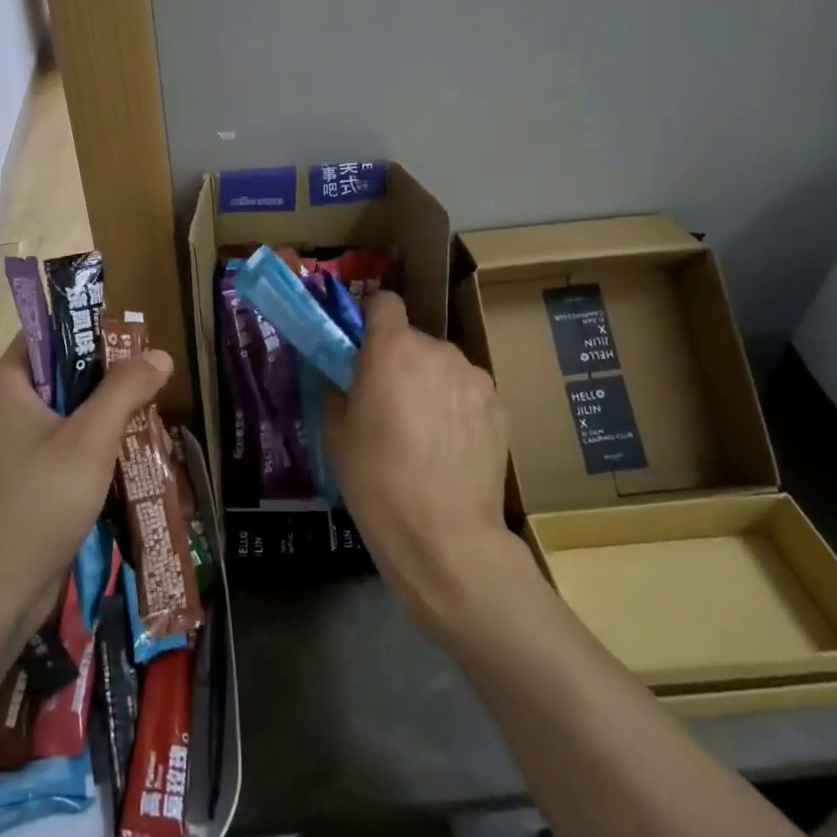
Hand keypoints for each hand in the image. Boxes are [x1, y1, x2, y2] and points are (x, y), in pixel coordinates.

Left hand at [0, 334, 172, 646]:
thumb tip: (159, 354)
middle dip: (104, 376)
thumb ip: (125, 390)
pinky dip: (90, 445)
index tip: (129, 339)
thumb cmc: (40, 503)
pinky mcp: (21, 479)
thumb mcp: (91, 440)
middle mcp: (1, 409)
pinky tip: (124, 456)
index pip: (43, 333)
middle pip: (58, 372)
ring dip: (102, 414)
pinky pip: (60, 445)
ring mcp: (10, 447)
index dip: (84, 328)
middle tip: (148, 381)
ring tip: (145, 417)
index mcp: (5, 386)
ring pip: (63, 412)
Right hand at [328, 291, 516, 631]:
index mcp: (392, 349)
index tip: (362, 346)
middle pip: (414, 340)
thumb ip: (338, 386)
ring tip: (424, 431)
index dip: (371, 318)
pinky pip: (468, 390)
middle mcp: (438, 350)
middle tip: (389, 404)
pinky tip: (450, 446)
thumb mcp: (337, 433)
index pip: (384, 301)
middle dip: (400, 361)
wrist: (444, 535)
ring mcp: (475, 376)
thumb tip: (341, 372)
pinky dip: (456, 405)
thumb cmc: (376, 481)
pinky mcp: (500, 405)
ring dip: (431, 383)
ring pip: (443, 366)